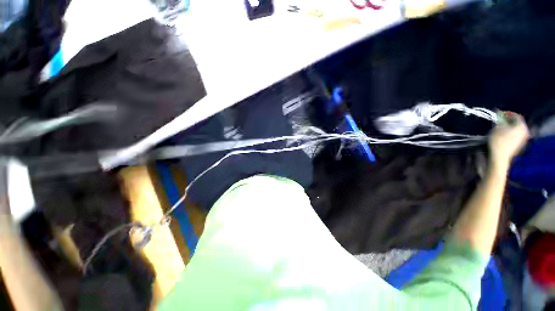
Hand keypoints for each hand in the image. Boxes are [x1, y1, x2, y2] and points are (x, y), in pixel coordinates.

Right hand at [488, 112, 529, 169]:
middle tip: (499, 120)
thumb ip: (501, 121)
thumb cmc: (498, 140)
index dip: (507, 113)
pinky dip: (510, 132)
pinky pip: (515, 135)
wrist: (500, 156)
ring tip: (500, 127)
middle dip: (508, 120)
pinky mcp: (519, 145)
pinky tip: (503, 134)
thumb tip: (501, 117)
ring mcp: (523, 139)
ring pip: (516, 129)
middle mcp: (525, 131)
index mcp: (521, 126)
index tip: (499, 113)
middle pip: (517, 123)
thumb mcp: (497, 128)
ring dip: (509, 127)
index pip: (516, 116)